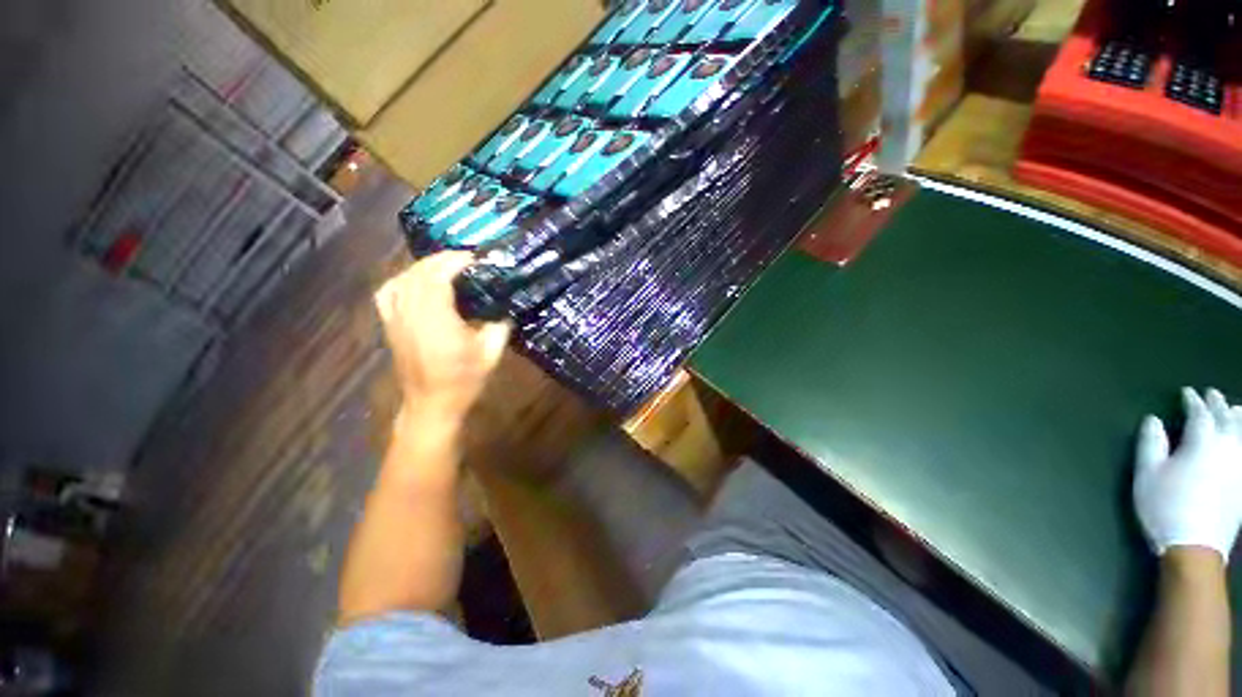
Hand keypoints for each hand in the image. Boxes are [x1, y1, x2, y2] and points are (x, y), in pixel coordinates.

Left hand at [374, 252, 510, 423]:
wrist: (432, 404)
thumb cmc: (464, 381)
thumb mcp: (492, 354)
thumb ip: (500, 326)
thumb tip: (507, 307)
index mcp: (438, 321)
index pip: (438, 278)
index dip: (455, 261)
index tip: (475, 258)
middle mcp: (412, 315)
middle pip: (419, 274)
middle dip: (442, 259)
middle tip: (465, 258)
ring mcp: (396, 320)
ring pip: (402, 280)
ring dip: (423, 267)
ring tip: (444, 265)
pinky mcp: (389, 326)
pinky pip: (387, 293)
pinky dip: (401, 280)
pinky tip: (414, 280)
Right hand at [1134, 387, 1241, 561]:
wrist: (1196, 547)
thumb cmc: (1166, 507)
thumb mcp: (1147, 475)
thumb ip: (1151, 444)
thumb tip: (1154, 420)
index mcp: (1202, 442)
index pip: (1200, 413)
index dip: (1193, 401)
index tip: (1187, 392)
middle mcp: (1227, 447)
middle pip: (1227, 419)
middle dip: (1219, 405)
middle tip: (1212, 394)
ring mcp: (1240, 466)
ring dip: (1239, 419)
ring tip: (1235, 410)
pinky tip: (1241, 441)